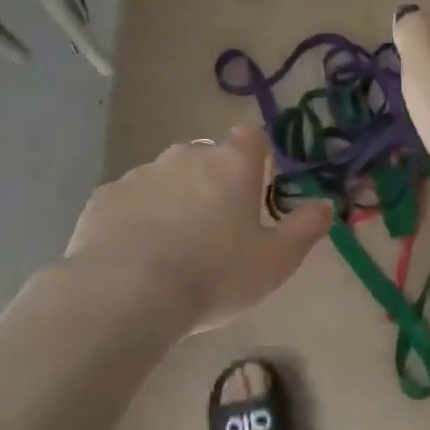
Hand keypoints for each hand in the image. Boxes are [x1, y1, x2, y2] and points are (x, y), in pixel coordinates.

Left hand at [65, 125, 331, 328]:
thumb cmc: (215, 275)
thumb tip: (325, 204)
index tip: (256, 185)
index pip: (250, 137)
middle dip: (213, 181)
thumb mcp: (276, 261)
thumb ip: (305, 228)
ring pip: (165, 177)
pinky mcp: (104, 197)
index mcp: (231, 166)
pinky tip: (137, 254)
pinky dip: (137, 217)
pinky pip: (129, 200)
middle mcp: (185, 157)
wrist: (128, 293)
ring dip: (173, 199)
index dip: (256, 156)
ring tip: (173, 248)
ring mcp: (140, 174)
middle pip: (206, 157)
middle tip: (216, 228)